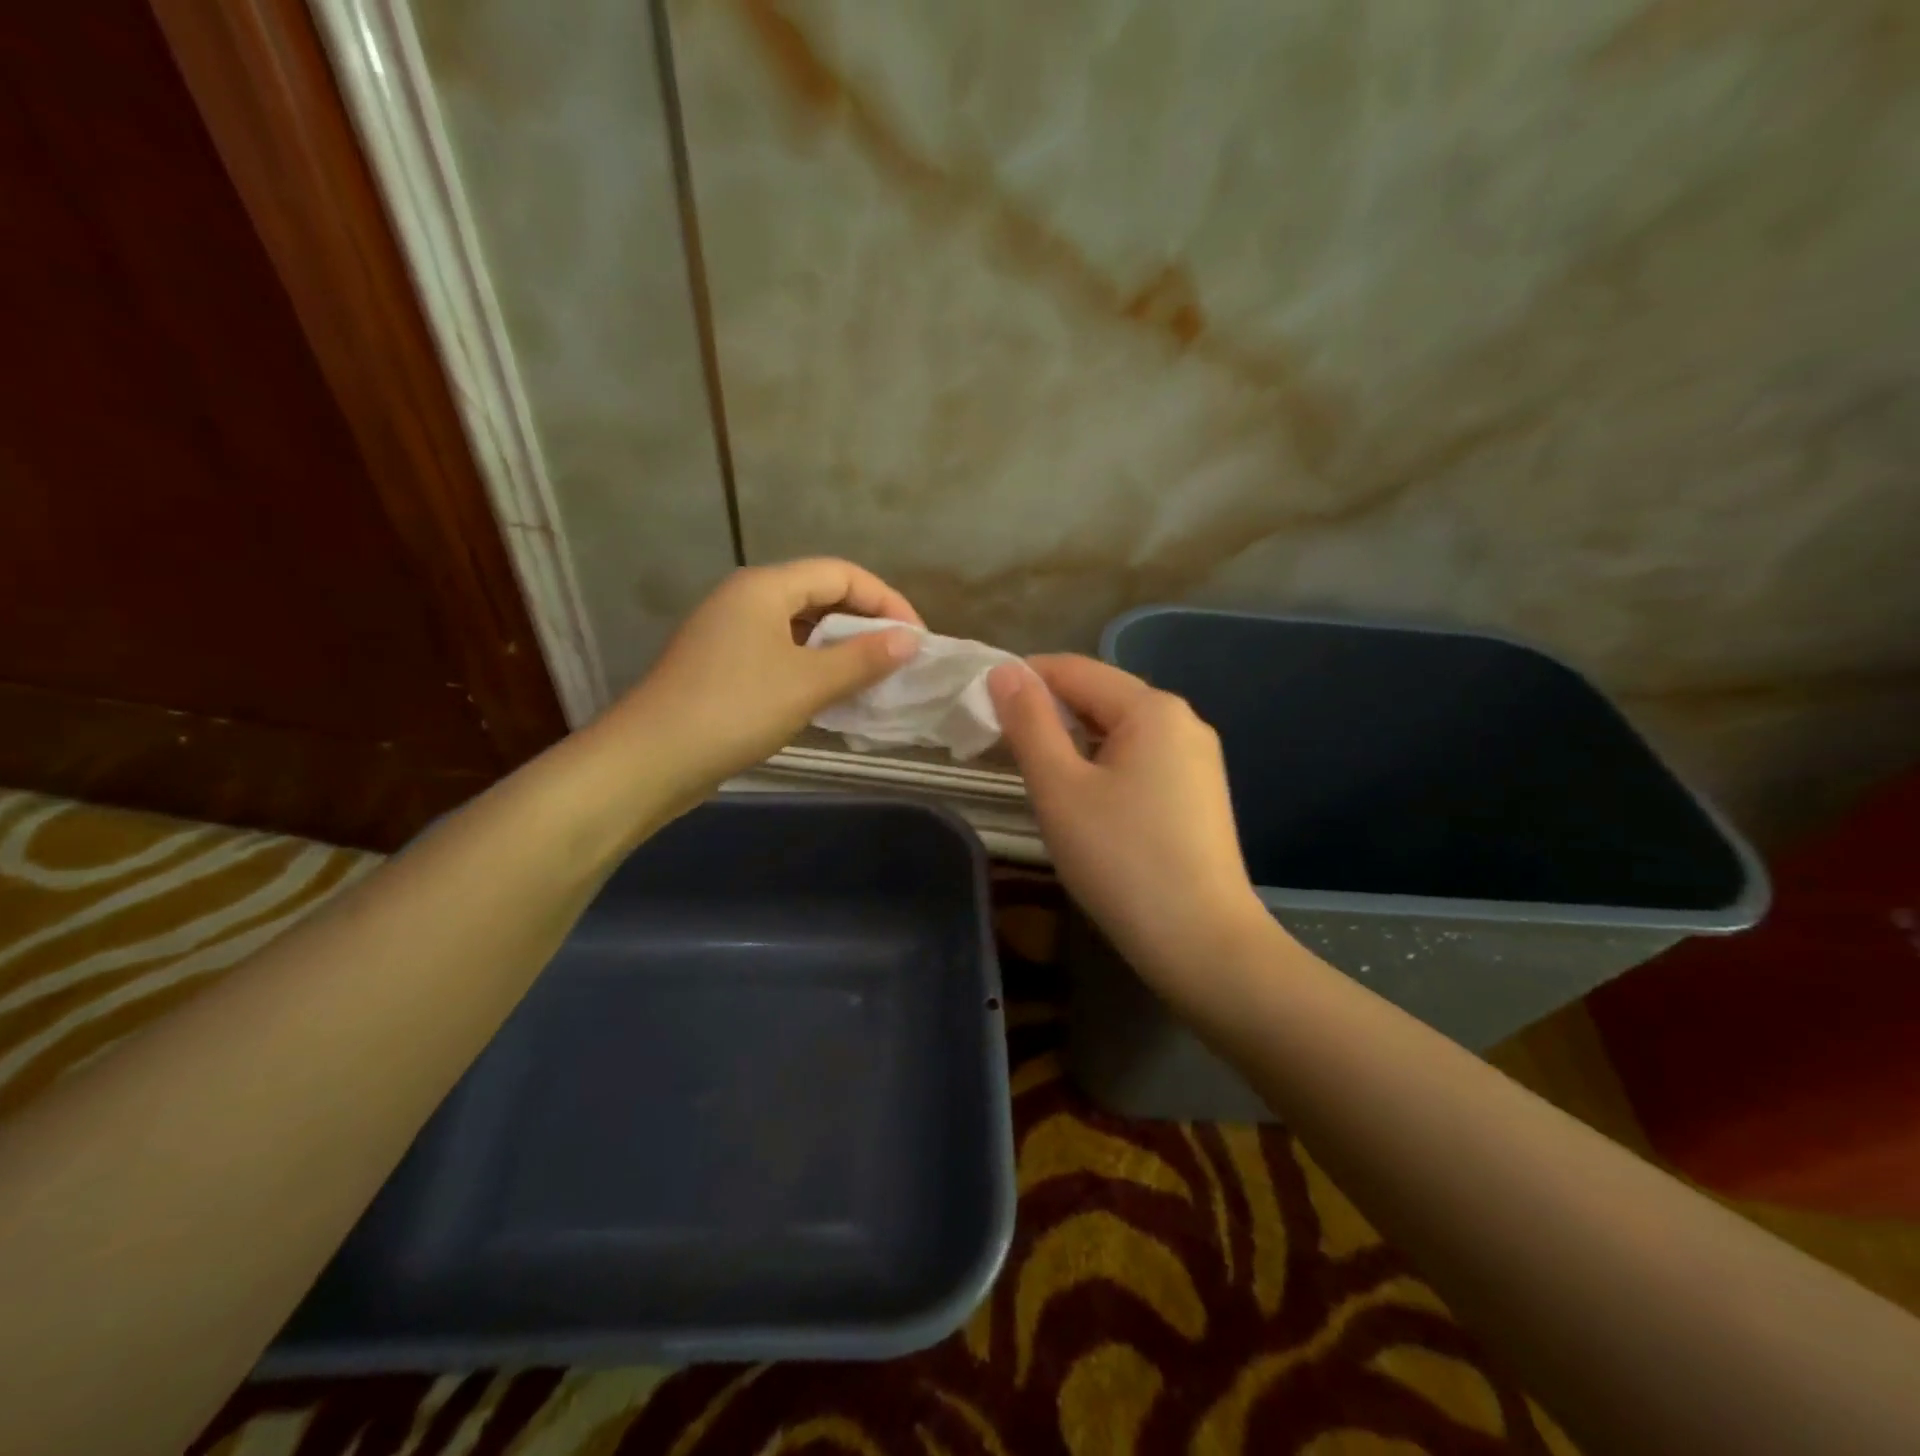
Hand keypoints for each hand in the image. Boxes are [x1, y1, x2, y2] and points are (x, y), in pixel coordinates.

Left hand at [605, 559, 920, 798]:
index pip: (841, 573)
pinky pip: (782, 654)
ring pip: (801, 628)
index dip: (885, 600)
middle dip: (865, 623)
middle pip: (820, 595)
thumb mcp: (808, 683)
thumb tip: (910, 640)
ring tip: (874, 677)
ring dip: (841, 648)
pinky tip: (832, 696)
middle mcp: (746, 599)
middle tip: (899, 658)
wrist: (651, 759)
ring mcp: (730, 633)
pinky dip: (813, 668)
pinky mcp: (723, 666)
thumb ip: (863, 658)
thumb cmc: (735, 710)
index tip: (916, 638)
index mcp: (765, 587)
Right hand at [988, 654, 1271, 998]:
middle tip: (999, 743)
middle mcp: (1183, 721)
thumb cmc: (1121, 859)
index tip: (980, 706)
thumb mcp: (1060, 788)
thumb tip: (1005, 671)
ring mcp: (1197, 759)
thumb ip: (1029, 723)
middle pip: (1101, 696)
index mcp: (1152, 708)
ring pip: (1120, 731)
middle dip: (1048, 711)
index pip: (1074, 669)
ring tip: (1034, 771)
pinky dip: (1102, 764)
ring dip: (1073, 740)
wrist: (1202, 943)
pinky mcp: (1200, 794)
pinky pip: (1141, 759)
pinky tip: (1082, 797)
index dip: (1023, 679)